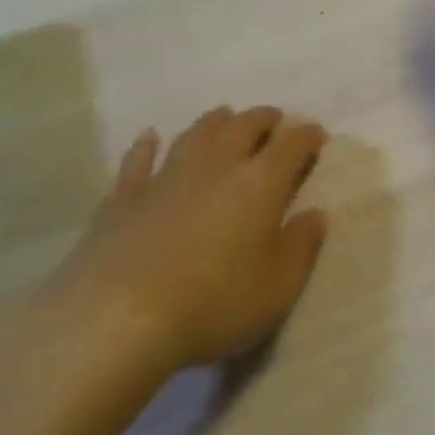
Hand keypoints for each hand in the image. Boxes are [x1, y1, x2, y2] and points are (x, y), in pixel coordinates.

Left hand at [29, 108, 329, 389]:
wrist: (117, 318)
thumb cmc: (213, 304)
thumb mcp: (278, 287)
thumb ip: (302, 246)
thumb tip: (316, 214)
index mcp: (260, 183)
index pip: (292, 145)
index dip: (307, 136)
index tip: (317, 135)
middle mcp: (216, 166)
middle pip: (244, 127)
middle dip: (263, 119)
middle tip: (274, 119)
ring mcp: (166, 177)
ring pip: (196, 134)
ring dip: (215, 122)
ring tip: (225, 116)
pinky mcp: (124, 198)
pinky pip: (138, 161)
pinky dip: (146, 146)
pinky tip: (149, 137)